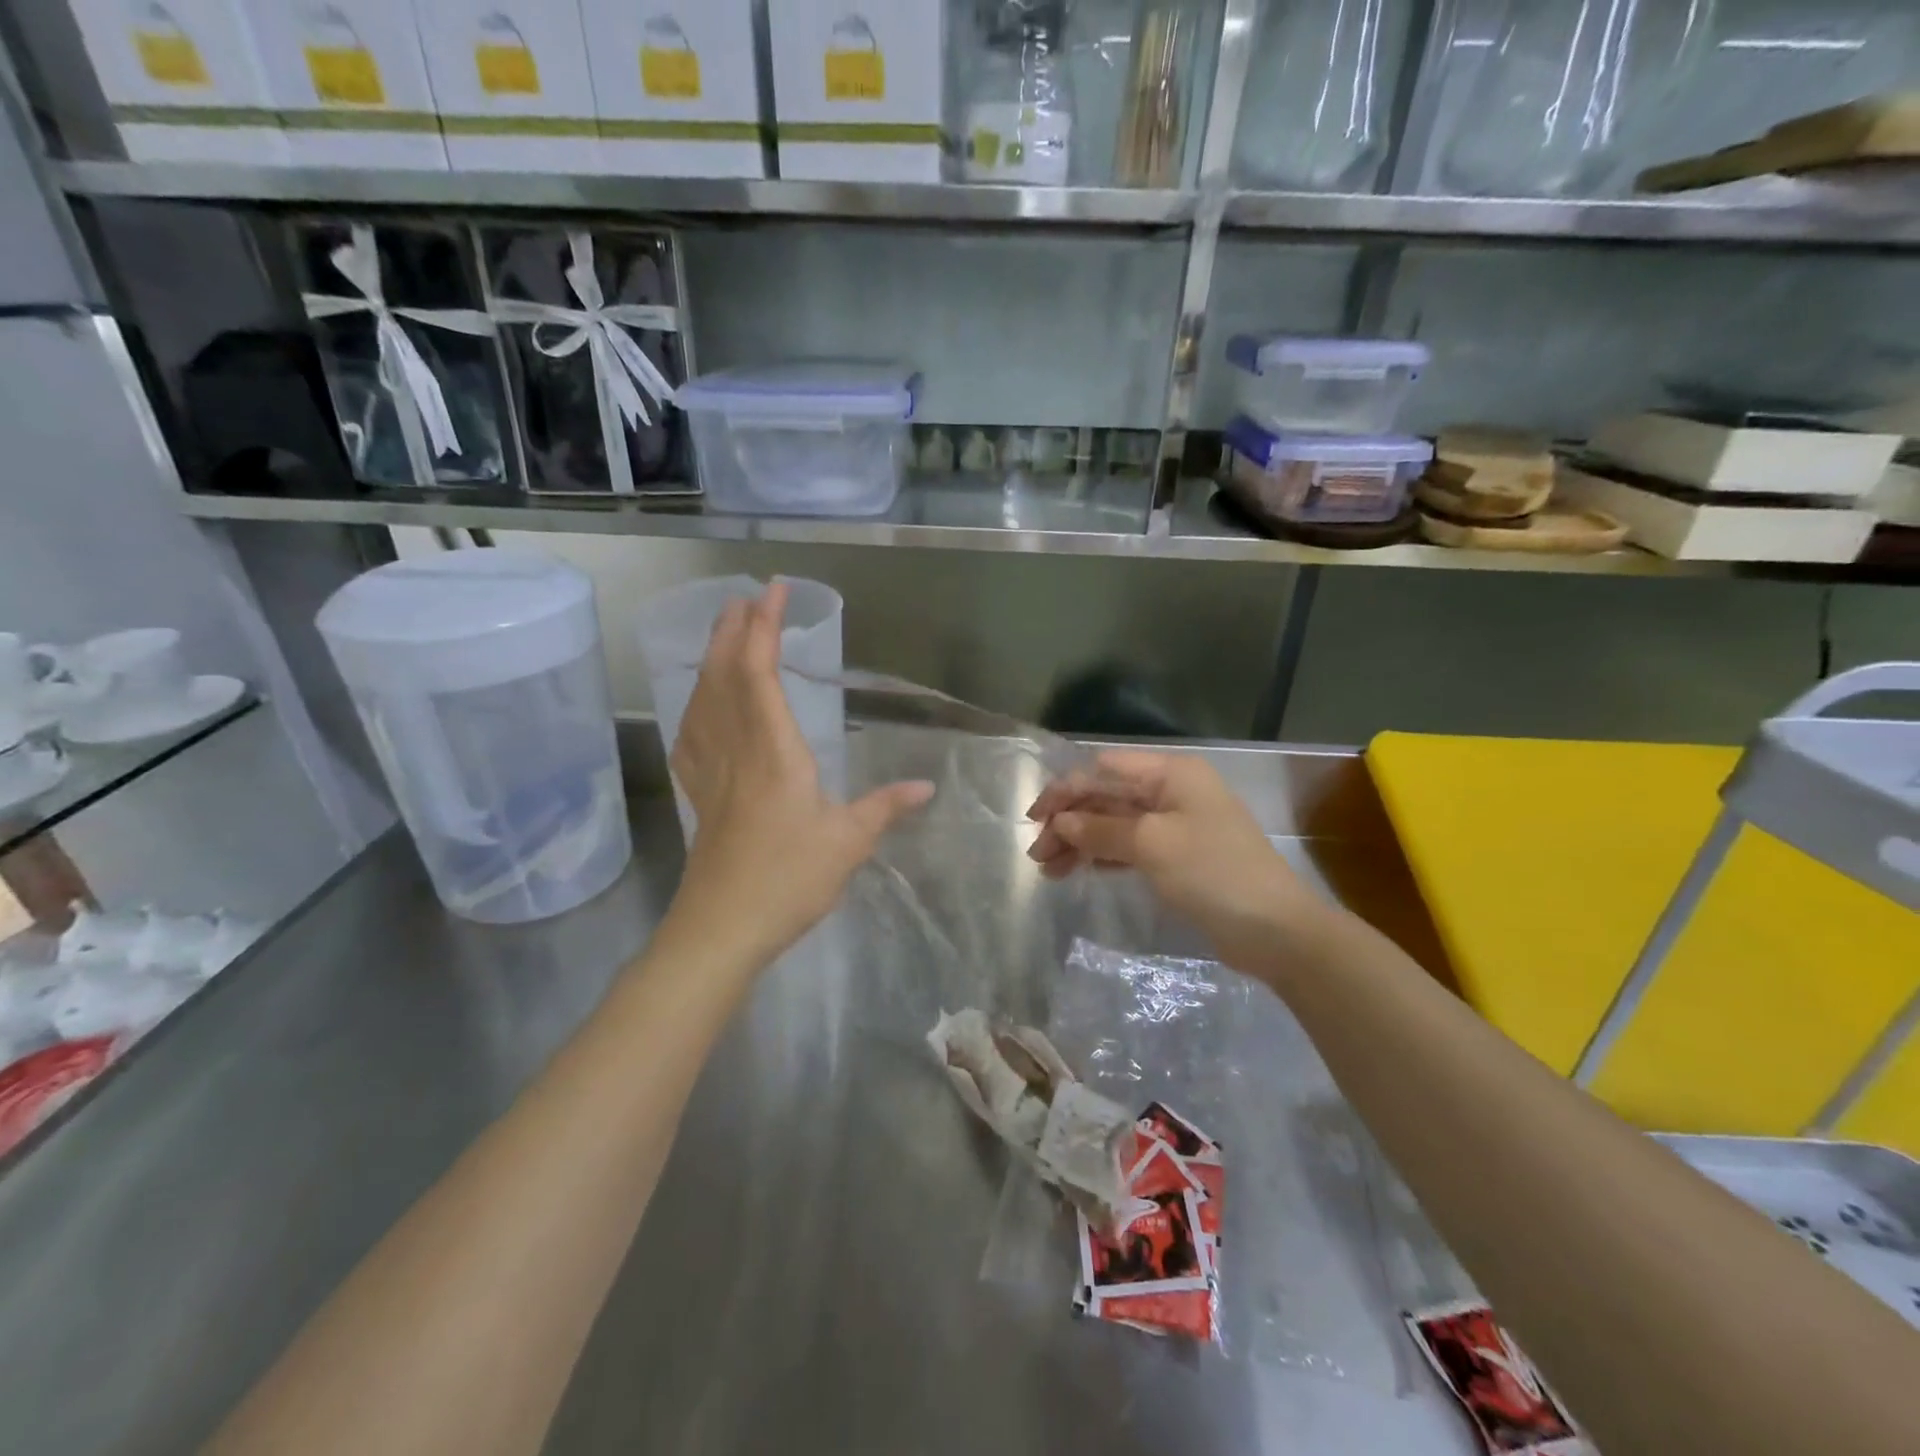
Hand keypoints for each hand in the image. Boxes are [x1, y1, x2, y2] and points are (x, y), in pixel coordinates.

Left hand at [665, 584, 932, 971]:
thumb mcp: (848, 842)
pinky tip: (699, 703)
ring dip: (711, 659)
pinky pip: (690, 734)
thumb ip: (886, 807)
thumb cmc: (788, 879)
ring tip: (724, 635)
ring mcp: (710, 770)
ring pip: (702, 700)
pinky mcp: (698, 794)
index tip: (771, 592)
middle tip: (743, 599)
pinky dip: (695, 704)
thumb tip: (926, 786)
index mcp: (773, 751)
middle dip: (732, 631)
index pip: (759, 672)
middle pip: (724, 675)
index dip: (763, 627)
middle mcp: (735, 749)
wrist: (721, 928)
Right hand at [1026, 750, 1323, 972]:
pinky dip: (1102, 857)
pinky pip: (1129, 848)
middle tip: (1037, 853)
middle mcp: (1171, 793)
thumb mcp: (1153, 844)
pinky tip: (1077, 871)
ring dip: (1081, 842)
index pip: (1105, 770)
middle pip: (1107, 798)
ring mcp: (1175, 826)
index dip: (1067, 790)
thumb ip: (1102, 829)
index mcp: (1171, 774)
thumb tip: (1061, 822)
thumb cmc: (1214, 873)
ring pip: (1115, 825)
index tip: (1035, 818)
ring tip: (1048, 870)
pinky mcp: (1176, 858)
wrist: (1275, 930)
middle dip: (1070, 821)